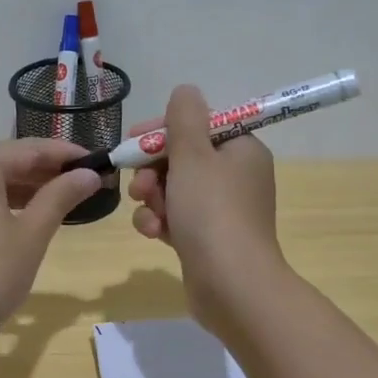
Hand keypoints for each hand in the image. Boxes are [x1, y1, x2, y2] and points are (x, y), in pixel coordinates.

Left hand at [0, 139, 100, 328]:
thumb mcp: (31, 235)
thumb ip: (60, 197)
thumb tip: (89, 174)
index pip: (28, 149)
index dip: (65, 153)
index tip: (99, 161)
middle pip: (6, 160)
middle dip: (46, 169)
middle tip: (86, 180)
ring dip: (27, 186)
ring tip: (65, 197)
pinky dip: (5, 201)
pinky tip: (29, 215)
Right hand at [127, 84, 286, 337]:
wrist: (231, 286)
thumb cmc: (212, 212)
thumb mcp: (193, 155)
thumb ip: (184, 118)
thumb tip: (186, 91)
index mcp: (241, 150)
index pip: (198, 125)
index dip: (163, 131)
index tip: (136, 140)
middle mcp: (236, 176)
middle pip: (182, 158)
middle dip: (153, 169)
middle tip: (140, 185)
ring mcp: (222, 210)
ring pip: (173, 189)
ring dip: (153, 198)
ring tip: (150, 212)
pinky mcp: (207, 239)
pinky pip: (176, 218)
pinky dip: (161, 222)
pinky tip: (154, 233)